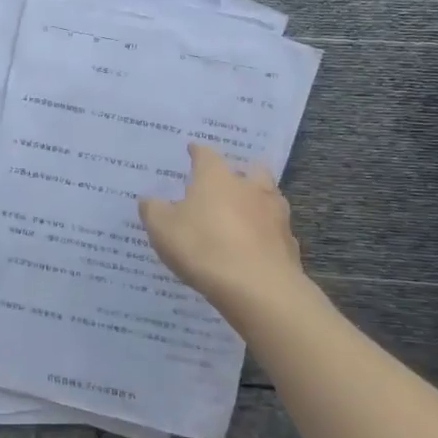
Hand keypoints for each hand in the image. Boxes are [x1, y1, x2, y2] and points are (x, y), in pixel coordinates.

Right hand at [138, 144, 310, 319]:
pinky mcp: (288, 242)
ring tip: (244, 212)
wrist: (258, 287)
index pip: (206, 154)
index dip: (197, 151)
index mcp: (216, 177)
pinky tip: (256, 244)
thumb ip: (153, 209)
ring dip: (257, 200)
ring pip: (269, 196)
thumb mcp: (162, 228)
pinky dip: (266, 232)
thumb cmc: (203, 247)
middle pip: (250, 169)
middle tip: (227, 180)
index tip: (192, 149)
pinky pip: (275, 229)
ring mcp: (274, 214)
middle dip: (240, 171)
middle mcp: (249, 187)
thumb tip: (149, 199)